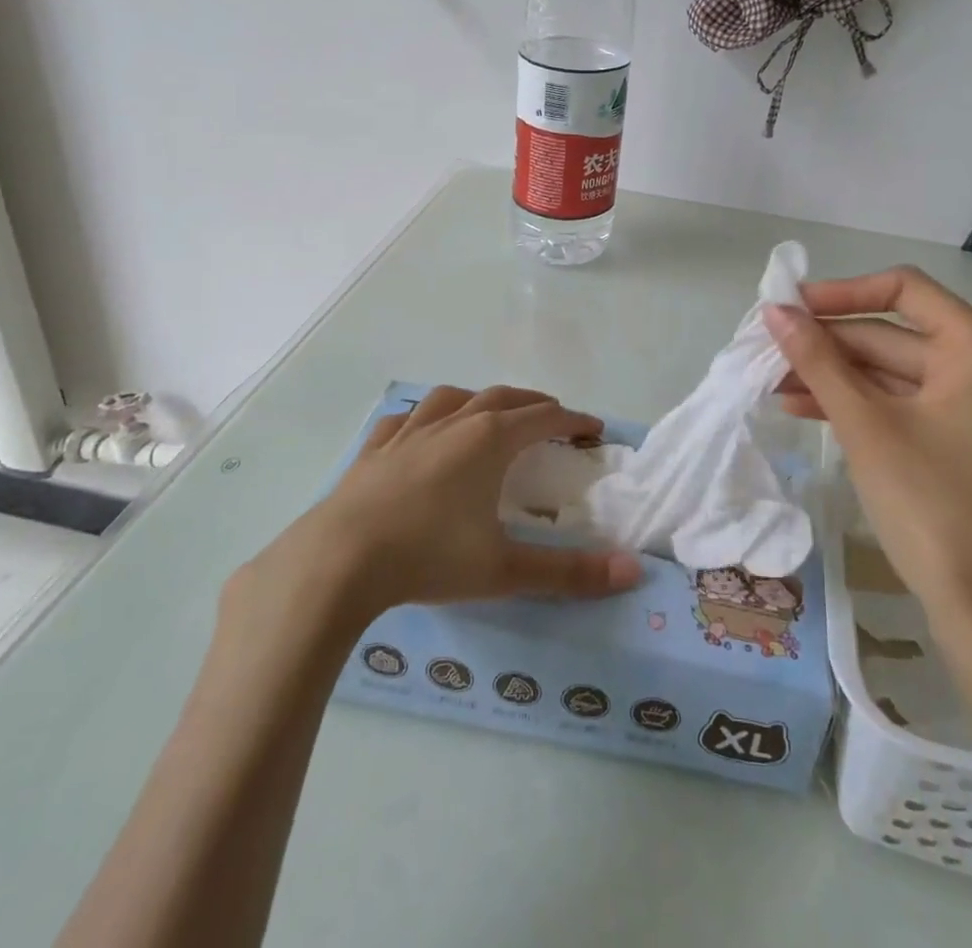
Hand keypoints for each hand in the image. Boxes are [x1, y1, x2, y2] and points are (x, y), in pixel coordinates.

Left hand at [226, 386, 641, 646]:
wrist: (338, 561)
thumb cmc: (429, 557)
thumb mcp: (505, 570)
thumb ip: (570, 573)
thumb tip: (633, 571)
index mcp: (490, 440)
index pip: (545, 417)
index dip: (574, 419)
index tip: (594, 429)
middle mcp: (454, 423)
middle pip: (504, 398)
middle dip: (535, 404)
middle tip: (554, 418)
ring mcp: (410, 431)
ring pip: (455, 398)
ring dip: (482, 400)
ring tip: (491, 414)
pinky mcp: (375, 448)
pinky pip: (407, 418)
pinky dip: (426, 417)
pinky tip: (421, 430)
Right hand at [765, 268, 971, 679]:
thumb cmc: (933, 506)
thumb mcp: (866, 425)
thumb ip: (818, 361)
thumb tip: (773, 311)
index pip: (904, 288)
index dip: (842, 292)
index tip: (789, 307)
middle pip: (891, 332)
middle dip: (827, 344)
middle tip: (766, 350)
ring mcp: (971, 404)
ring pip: (888, 371)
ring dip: (831, 376)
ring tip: (772, 383)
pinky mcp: (955, 438)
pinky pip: (896, 403)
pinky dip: (852, 403)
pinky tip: (801, 409)